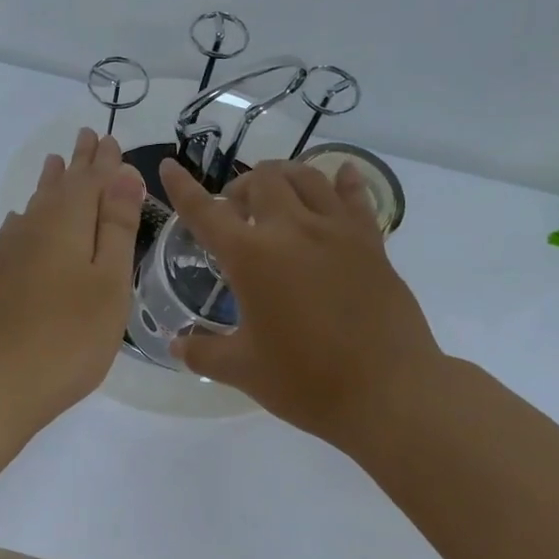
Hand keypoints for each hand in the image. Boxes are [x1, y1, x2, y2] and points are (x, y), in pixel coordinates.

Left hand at [0, 128, 144, 434]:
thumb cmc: (67, 338)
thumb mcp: (108, 283)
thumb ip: (115, 227)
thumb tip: (122, 174)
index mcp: (65, 224)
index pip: (90, 180)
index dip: (104, 161)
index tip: (110, 138)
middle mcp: (30, 228)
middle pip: (58, 187)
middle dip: (76, 163)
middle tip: (85, 138)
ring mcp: (2, 253)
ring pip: (32, 207)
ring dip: (48, 185)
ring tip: (54, 165)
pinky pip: (12, 233)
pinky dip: (25, 219)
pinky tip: (20, 223)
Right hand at [158, 156, 448, 455]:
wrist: (389, 392)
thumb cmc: (306, 381)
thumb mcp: (243, 370)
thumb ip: (203, 352)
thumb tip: (176, 345)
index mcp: (251, 256)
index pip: (205, 211)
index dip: (183, 188)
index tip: (169, 166)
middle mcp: (292, 230)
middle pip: (262, 179)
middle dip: (242, 187)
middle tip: (237, 213)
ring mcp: (336, 231)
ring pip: (308, 177)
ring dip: (285, 178)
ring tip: (278, 197)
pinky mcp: (371, 243)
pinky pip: (356, 197)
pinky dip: (344, 182)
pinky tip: (342, 176)